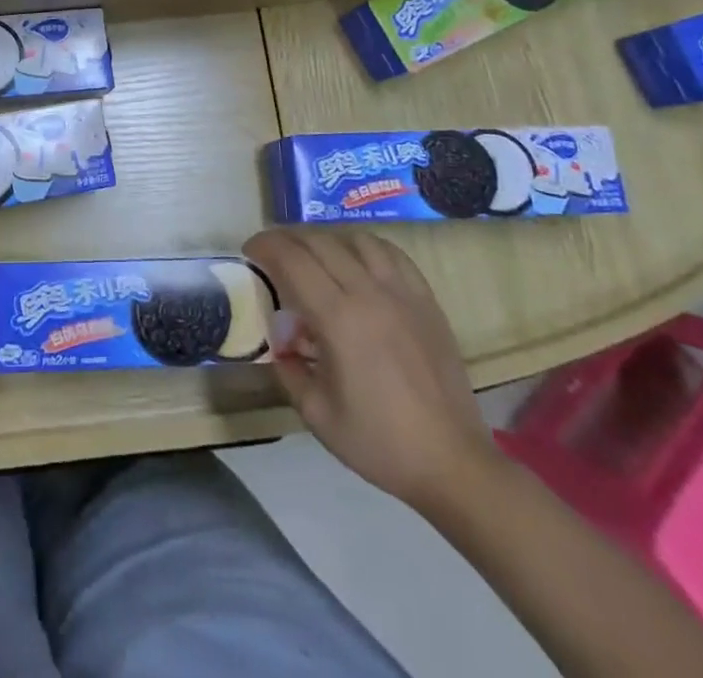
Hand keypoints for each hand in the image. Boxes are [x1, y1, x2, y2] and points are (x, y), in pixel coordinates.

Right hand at [243, 228, 500, 511]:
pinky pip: (392, 254)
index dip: (265, 246)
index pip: (292, 259)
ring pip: (356, 240)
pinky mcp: (426, 301)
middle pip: (320, 242)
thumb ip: (288, 368)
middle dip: (288, 239)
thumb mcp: (316, 413)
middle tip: (273, 252)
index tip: (250, 250)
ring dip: (327, 239)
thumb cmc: (380, 442)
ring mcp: (402, 294)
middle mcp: (369, 293)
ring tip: (314, 256)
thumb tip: (279, 341)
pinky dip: (366, 248)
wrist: (453, 463)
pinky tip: (358, 262)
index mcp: (338, 318)